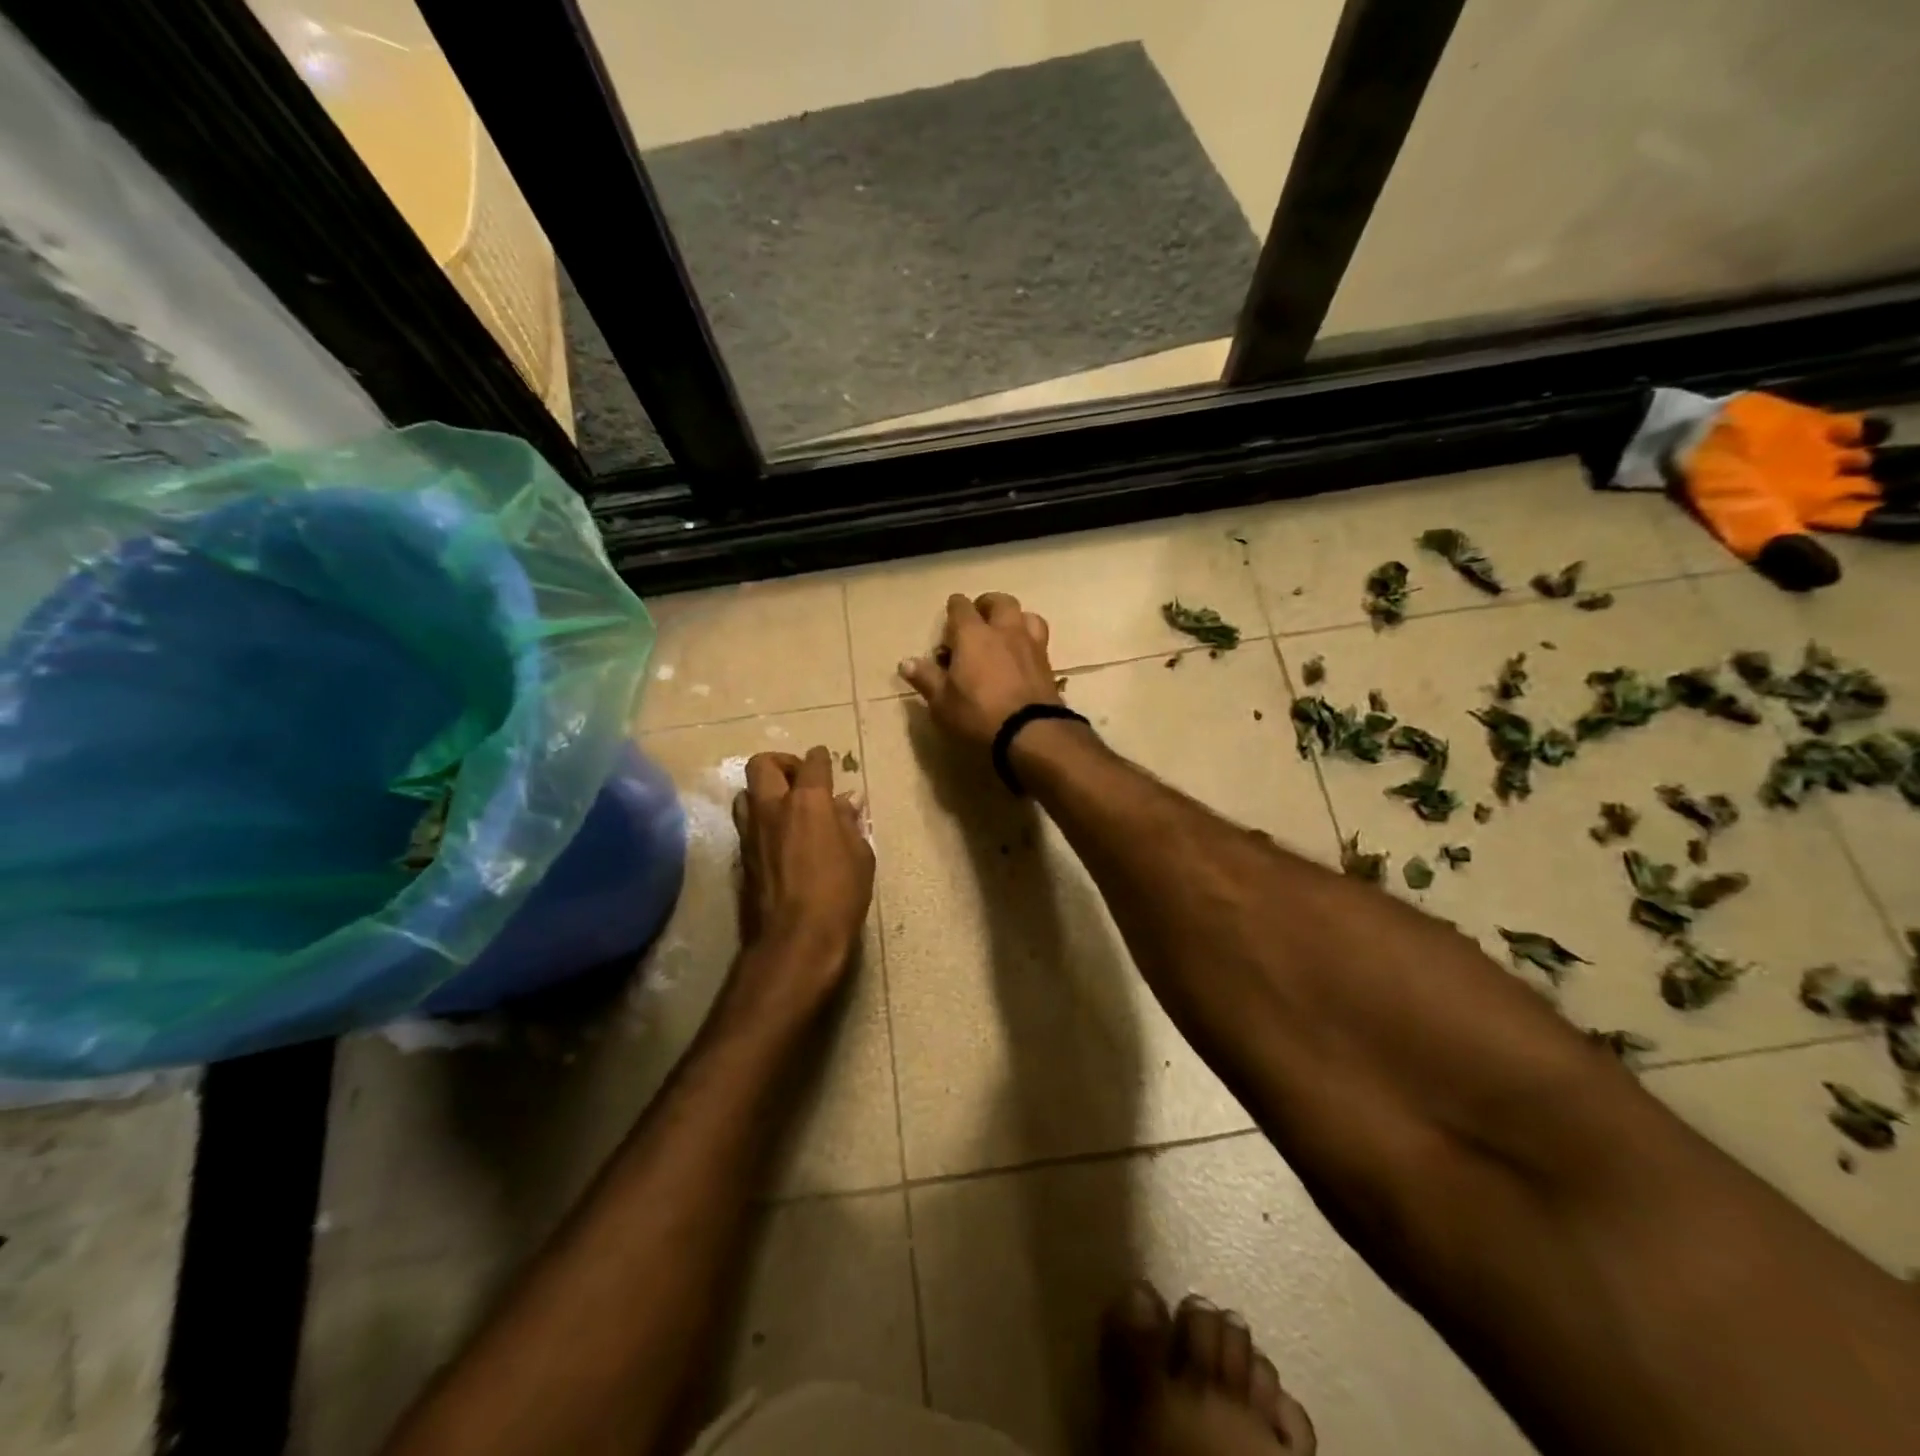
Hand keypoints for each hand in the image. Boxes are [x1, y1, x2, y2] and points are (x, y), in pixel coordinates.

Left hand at [731, 747, 874, 1007]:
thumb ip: (849, 823)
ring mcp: (751, 832)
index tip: (824, 759)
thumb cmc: (840, 895)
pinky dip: (760, 820)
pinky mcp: (741, 857)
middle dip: (782, 763)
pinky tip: (778, 836)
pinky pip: (745, 823)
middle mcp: (773, 808)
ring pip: (745, 793)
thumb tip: (844, 803)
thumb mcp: (860, 856)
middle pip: (763, 764)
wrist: (796, 939)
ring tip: (784, 807)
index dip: (820, 758)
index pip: (813, 764)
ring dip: (763, 791)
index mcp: (809, 802)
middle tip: (799, 779)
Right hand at [899, 592, 1060, 748]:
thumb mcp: (942, 702)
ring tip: (1006, 632)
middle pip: (1000, 602)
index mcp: (973, 635)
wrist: (1030, 732)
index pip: (961, 606)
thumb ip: (926, 679)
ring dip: (1015, 618)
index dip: (954, 607)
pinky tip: (1023, 654)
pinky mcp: (1047, 663)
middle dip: (987, 605)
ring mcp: (1030, 645)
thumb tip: (905, 663)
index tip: (950, 615)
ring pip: (1026, 615)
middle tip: (979, 618)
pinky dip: (1029, 639)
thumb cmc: (978, 714)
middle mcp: (1004, 631)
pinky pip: (1039, 638)